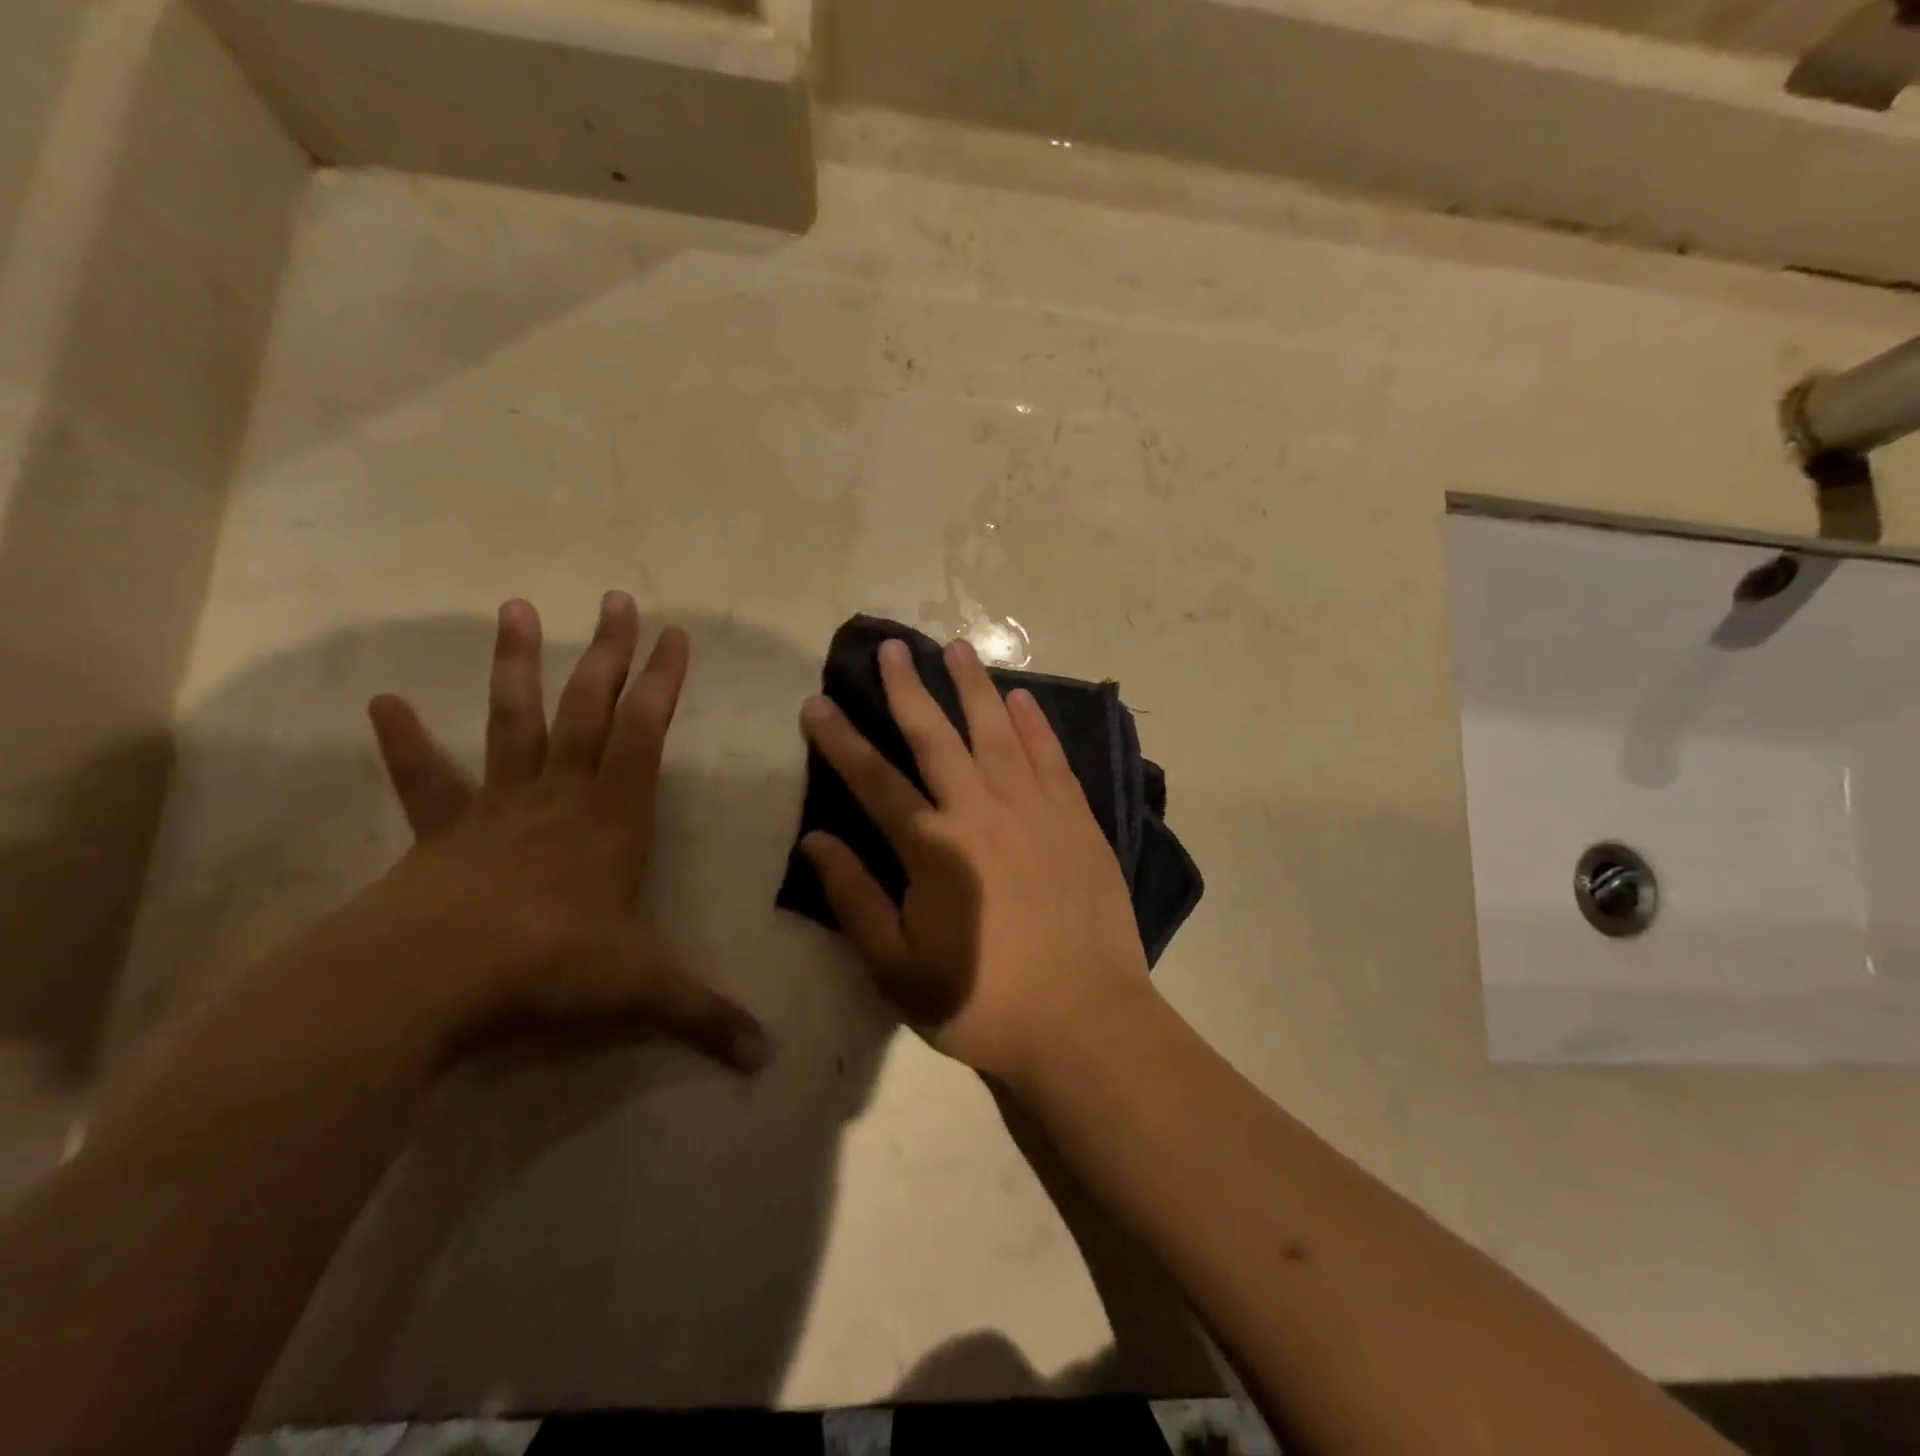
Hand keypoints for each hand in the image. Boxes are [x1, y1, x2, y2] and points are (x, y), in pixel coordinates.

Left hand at [349, 592, 768, 1072]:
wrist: (433, 980)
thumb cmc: (552, 966)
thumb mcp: (644, 991)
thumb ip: (708, 1016)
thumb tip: (770, 1058)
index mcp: (614, 817)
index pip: (646, 733)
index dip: (664, 682)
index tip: (677, 633)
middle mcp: (560, 796)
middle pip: (588, 709)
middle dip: (608, 653)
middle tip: (616, 599)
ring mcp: (498, 807)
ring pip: (513, 722)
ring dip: (517, 666)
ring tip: (517, 608)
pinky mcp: (443, 832)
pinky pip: (425, 780)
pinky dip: (407, 742)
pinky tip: (385, 701)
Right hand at [798, 637, 1152, 1084]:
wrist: (1084, 1021)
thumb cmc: (983, 1002)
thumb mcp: (898, 968)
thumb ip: (855, 899)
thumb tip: (815, 840)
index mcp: (933, 849)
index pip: (874, 781)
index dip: (841, 740)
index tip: (818, 702)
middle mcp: (982, 813)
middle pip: (937, 738)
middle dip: (910, 689)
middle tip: (893, 647)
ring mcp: (1035, 812)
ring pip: (998, 734)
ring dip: (974, 688)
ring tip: (958, 648)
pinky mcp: (1077, 821)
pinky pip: (1052, 759)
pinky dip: (1035, 725)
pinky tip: (1023, 698)